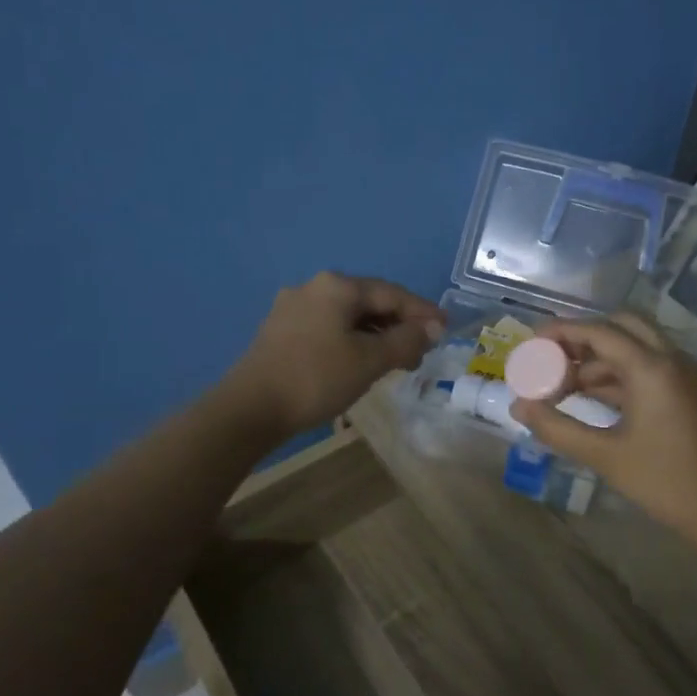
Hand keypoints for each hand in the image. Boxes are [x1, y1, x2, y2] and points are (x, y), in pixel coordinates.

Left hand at [223, 272, 442, 438]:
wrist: (250, 408)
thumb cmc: (317, 378)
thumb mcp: (369, 360)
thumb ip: (406, 340)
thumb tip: (433, 328)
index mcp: (337, 286)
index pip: (392, 293)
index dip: (422, 312)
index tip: (446, 328)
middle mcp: (314, 287)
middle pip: (369, 302)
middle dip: (399, 325)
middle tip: (422, 351)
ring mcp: (293, 308)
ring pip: (348, 316)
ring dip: (376, 335)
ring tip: (396, 361)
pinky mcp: (281, 330)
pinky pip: (329, 327)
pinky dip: (352, 340)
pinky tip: (361, 361)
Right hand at [510, 314, 696, 537]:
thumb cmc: (662, 480)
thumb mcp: (603, 455)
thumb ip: (556, 428)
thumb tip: (518, 408)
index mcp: (652, 368)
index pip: (600, 332)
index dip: (562, 331)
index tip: (532, 340)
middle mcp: (671, 359)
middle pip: (621, 326)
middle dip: (583, 337)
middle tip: (552, 357)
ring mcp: (682, 373)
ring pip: (634, 346)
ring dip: (598, 358)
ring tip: (562, 385)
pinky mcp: (686, 390)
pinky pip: (647, 366)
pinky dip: (617, 373)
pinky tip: (591, 396)